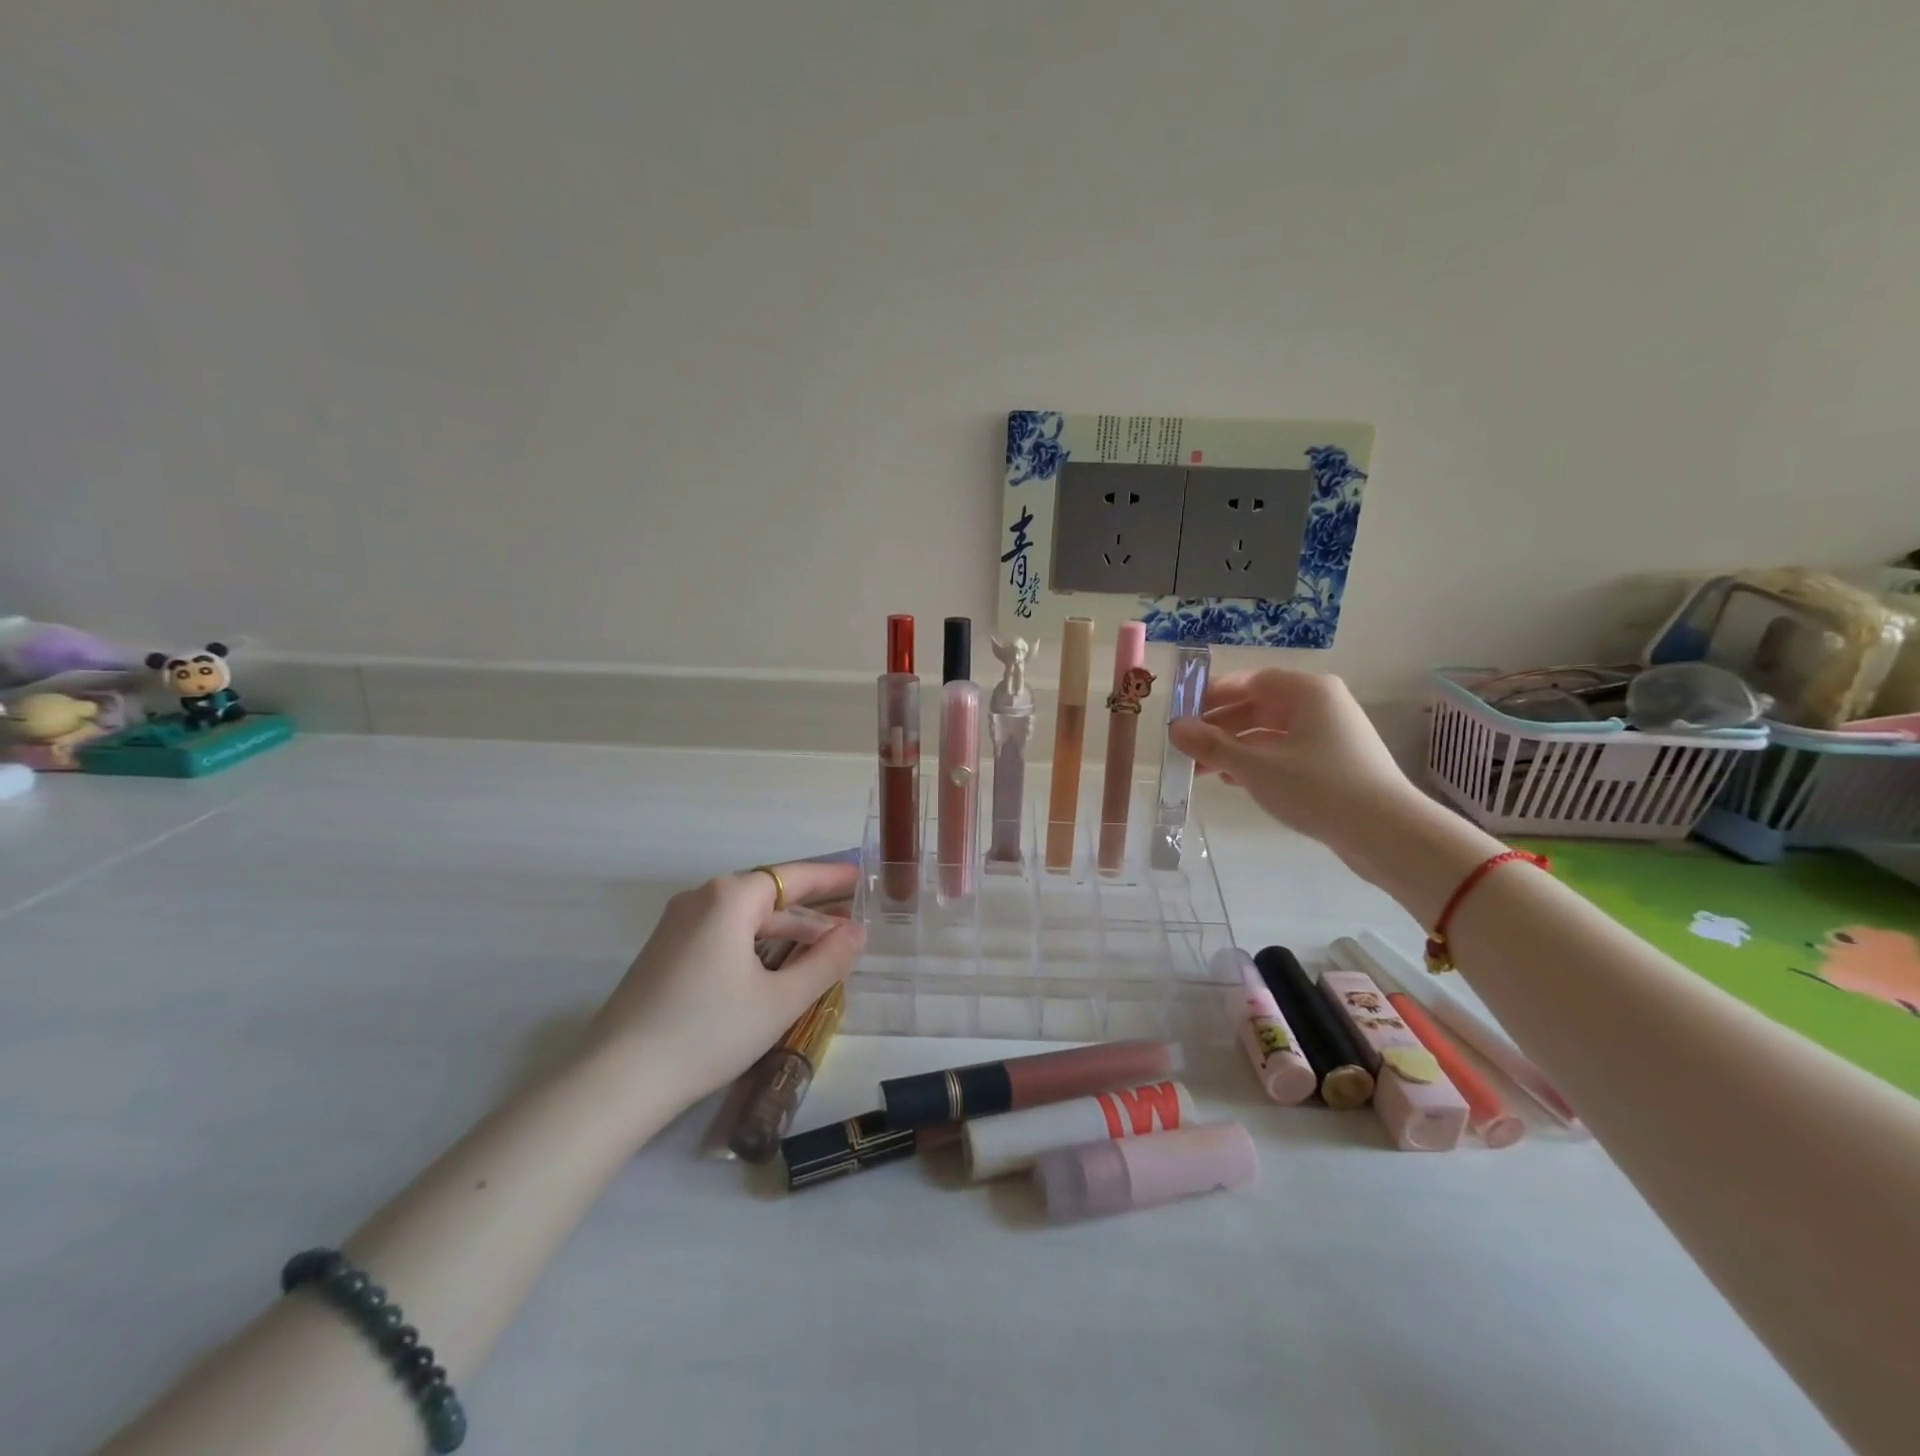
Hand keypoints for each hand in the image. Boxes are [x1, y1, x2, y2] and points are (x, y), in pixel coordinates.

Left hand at [583, 859, 864, 1107]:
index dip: (832, 878)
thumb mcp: (780, 1000)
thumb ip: (826, 961)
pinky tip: (777, 967)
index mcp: (730, 898)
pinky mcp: (665, 953)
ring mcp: (677, 925)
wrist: (616, 1081)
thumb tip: (857, 932)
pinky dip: (757, 944)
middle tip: (852, 923)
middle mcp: (701, 899)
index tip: (863, 879)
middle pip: (769, 896)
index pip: (793, 876)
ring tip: (824, 949)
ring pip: (745, 919)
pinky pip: (723, 935)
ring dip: (786, 931)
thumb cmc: (707, 1032)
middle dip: (812, 911)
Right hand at [1167, 668, 1420, 853]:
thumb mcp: (1255, 767)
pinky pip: (1286, 752)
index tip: (1183, 714)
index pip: (1250, 680)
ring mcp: (1331, 734)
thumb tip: (1174, 728)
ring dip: (1235, 748)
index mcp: (1307, 691)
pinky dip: (1258, 762)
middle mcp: (1321, 704)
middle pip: (1259, 706)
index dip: (1213, 695)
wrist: (1386, 833)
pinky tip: (1234, 782)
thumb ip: (1211, 746)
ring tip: (1203, 770)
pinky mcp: (1335, 763)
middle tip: (1187, 747)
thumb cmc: (1317, 788)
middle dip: (1220, 727)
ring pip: (1270, 732)